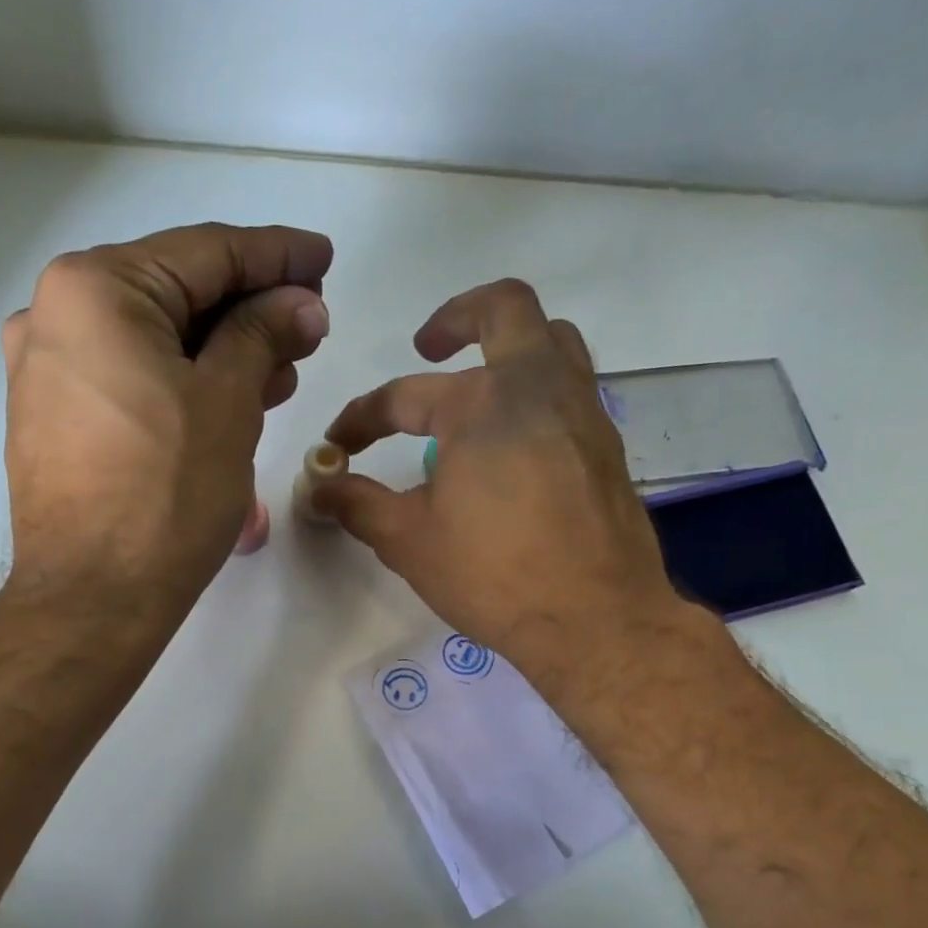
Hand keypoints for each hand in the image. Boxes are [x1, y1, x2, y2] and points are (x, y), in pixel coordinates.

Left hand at [0, 222, 332, 614]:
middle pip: (176, 293)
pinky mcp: (53, 417)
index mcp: (96, 289)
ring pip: (155, 340)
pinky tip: (230, 396)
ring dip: (222, 349)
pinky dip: (183, 380)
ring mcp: (47, 369)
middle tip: (311, 324)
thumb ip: (264, 336)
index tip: (325, 259)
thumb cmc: (167, 495)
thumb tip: (301, 303)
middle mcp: (55, 313)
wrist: (94, 597)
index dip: (276, 256)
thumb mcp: (228, 403)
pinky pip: (130, 378)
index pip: (205, 253)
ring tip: (285, 368)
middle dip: (251, 308)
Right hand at [315, 278, 699, 692]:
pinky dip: (538, 393)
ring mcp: (582, 412)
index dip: (361, 418)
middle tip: (428, 346)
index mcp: (480, 403)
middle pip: (504, 308)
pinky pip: (573, 390)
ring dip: (511, 346)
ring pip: (554, 340)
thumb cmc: (493, 575)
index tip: (339, 446)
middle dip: (457, 316)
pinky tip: (516, 442)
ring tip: (479, 384)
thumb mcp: (408, 541)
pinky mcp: (607, 446)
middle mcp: (537, 386)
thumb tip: (320, 487)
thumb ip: (358, 505)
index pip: (403, 396)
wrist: (594, 619)